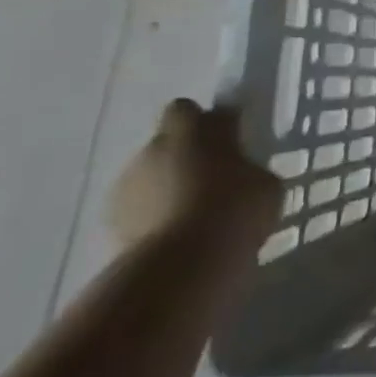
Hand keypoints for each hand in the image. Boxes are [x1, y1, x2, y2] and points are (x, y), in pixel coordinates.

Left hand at [108, 100, 278, 251]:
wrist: (180, 267)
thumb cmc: (233, 209)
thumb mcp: (264, 183)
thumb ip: (247, 168)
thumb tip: (239, 174)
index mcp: (194, 129)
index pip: (191, 109)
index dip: (207, 123)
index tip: (228, 139)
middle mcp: (155, 148)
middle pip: (167, 141)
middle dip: (185, 154)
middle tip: (213, 178)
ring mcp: (126, 186)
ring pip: (150, 176)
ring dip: (166, 187)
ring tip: (193, 214)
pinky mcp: (110, 224)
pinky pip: (139, 209)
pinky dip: (152, 217)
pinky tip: (176, 237)